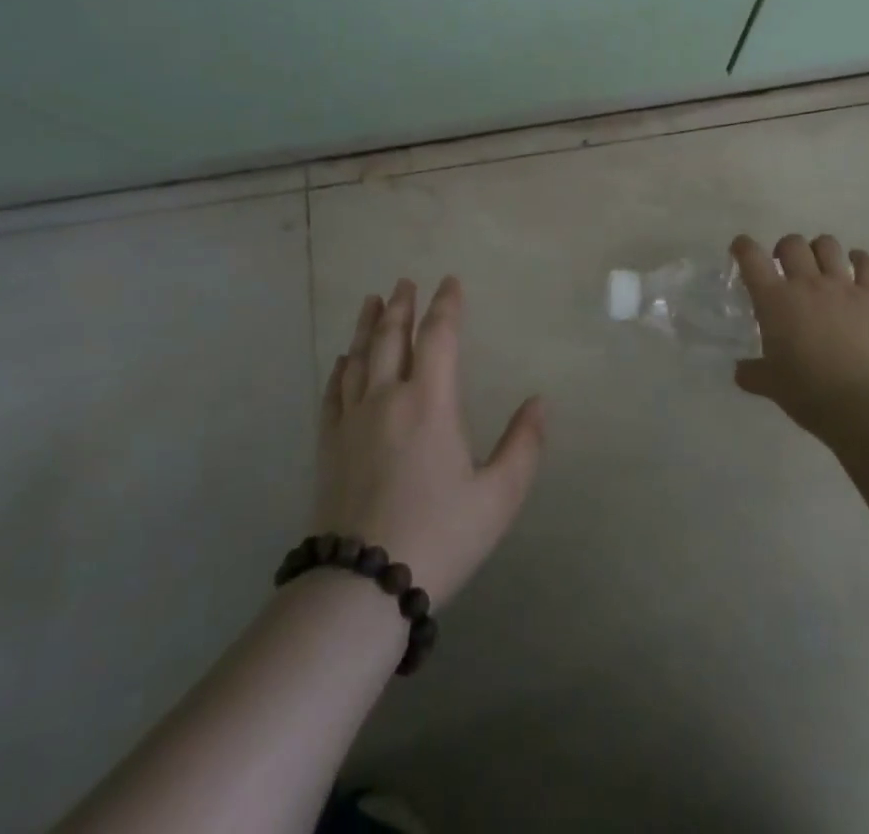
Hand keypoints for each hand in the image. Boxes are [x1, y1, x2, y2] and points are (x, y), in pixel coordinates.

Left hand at [314, 276, 543, 606]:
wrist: (362, 586)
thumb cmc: (439, 536)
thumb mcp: (498, 497)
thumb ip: (524, 445)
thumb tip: (539, 401)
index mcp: (430, 402)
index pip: (439, 337)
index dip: (446, 306)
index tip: (450, 282)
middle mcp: (387, 398)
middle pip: (393, 338)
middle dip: (402, 306)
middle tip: (405, 281)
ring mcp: (352, 420)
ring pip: (359, 357)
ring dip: (368, 325)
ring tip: (373, 301)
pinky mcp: (329, 445)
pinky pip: (334, 392)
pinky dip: (340, 368)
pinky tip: (343, 359)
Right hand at [730, 233, 868, 431]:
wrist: (862, 404)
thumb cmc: (807, 393)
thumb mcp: (769, 384)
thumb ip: (751, 372)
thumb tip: (740, 371)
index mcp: (774, 300)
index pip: (751, 257)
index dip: (743, 247)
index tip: (742, 249)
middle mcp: (806, 284)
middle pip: (792, 243)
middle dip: (785, 249)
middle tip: (785, 267)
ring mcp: (843, 287)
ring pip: (828, 245)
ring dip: (819, 250)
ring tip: (820, 266)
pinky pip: (867, 263)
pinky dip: (860, 260)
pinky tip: (856, 266)